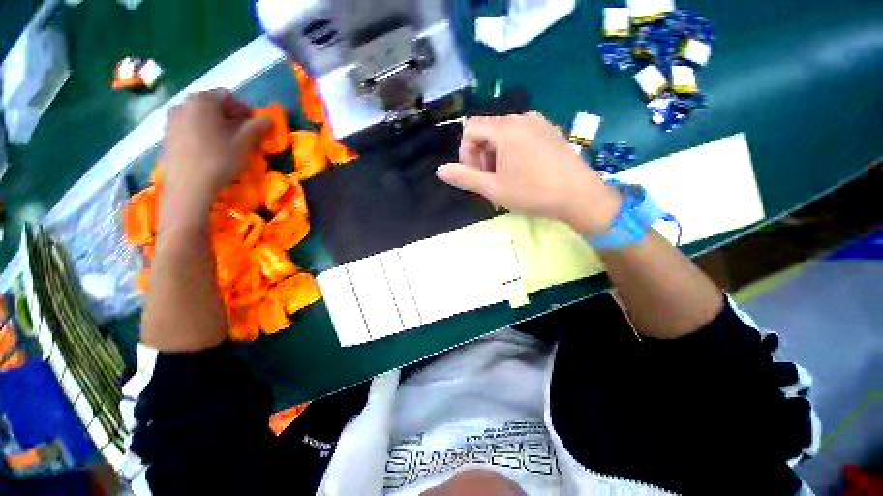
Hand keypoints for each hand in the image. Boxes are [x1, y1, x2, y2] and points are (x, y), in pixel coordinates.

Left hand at [160, 90, 269, 227]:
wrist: (188, 187)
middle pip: (212, 105)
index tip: (255, 126)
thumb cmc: (219, 160)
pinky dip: (203, 133)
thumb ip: (257, 127)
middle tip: (244, 135)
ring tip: (228, 143)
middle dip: (230, 117)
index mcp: (202, 101)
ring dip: (217, 125)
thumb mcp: (244, 143)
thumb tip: (269, 119)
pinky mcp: (167, 136)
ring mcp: (172, 120)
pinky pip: (189, 127)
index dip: (245, 109)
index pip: (228, 96)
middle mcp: (183, 104)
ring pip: (200, 117)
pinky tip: (211, 150)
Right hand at [436, 112, 621, 235]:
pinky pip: (521, 137)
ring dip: (497, 158)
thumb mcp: (493, 188)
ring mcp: (539, 123)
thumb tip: (440, 170)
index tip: (477, 176)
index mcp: (505, 128)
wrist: (580, 196)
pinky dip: (513, 153)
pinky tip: (524, 173)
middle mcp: (521, 118)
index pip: (469, 130)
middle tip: (492, 183)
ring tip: (507, 181)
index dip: (466, 154)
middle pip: (487, 132)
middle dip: (482, 157)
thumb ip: (464, 177)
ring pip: (503, 136)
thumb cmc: (532, 193)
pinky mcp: (550, 132)